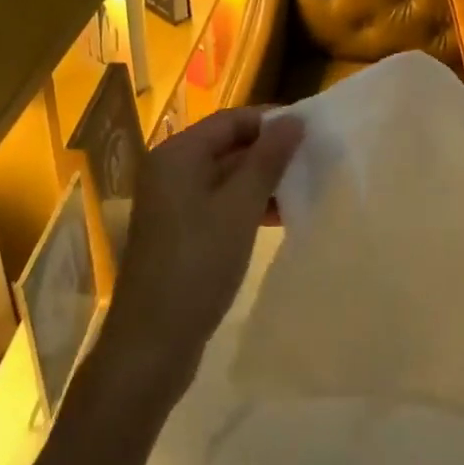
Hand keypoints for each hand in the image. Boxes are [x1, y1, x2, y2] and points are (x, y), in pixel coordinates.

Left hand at [103, 107, 302, 392]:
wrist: (151, 345)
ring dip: (262, 181)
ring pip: (225, 177)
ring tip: (304, 188)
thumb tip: (294, 119)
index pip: (231, 120)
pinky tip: (279, 217)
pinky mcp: (179, 233)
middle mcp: (170, 170)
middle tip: (313, 161)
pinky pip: (219, 204)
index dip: (270, 122)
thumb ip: (268, 160)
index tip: (310, 132)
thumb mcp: (240, 208)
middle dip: (269, 152)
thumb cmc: (197, 265)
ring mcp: (172, 204)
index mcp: (177, 154)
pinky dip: (247, 205)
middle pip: (227, 146)